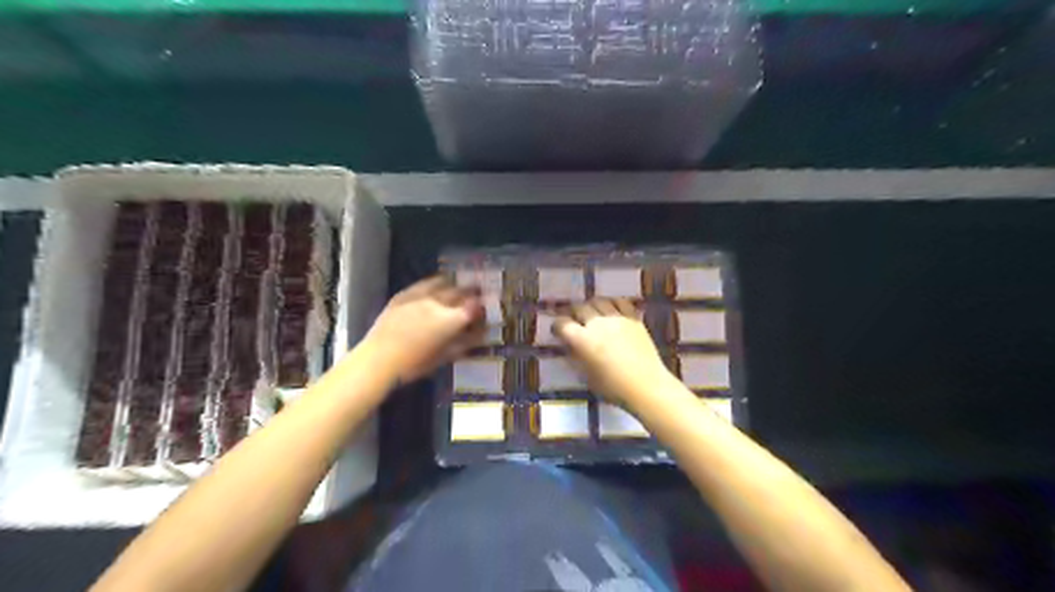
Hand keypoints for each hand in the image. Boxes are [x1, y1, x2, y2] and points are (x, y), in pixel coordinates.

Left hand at [363, 276, 484, 382]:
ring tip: (460, 284)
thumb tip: (480, 333)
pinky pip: (424, 283)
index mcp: (450, 320)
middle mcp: (437, 303)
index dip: (483, 306)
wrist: (378, 359)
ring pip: (443, 283)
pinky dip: (435, 282)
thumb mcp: (445, 357)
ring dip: (455, 284)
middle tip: (479, 290)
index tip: (487, 306)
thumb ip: (465, 342)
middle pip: (460, 291)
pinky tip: (438, 282)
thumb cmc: (414, 364)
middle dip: (472, 291)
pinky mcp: (404, 295)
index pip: (474, 307)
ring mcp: (419, 296)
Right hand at [552, 298, 674, 405]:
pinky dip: (612, 303)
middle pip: (579, 308)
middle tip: (573, 319)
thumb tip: (571, 346)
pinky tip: (611, 309)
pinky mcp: (633, 318)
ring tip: (592, 312)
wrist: (646, 385)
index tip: (558, 330)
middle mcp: (597, 324)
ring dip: (591, 305)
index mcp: (582, 340)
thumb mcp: (587, 376)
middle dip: (573, 312)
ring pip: (598, 301)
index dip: (557, 326)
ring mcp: (616, 318)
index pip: (562, 324)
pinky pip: (620, 302)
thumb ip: (576, 357)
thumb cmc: (613, 388)